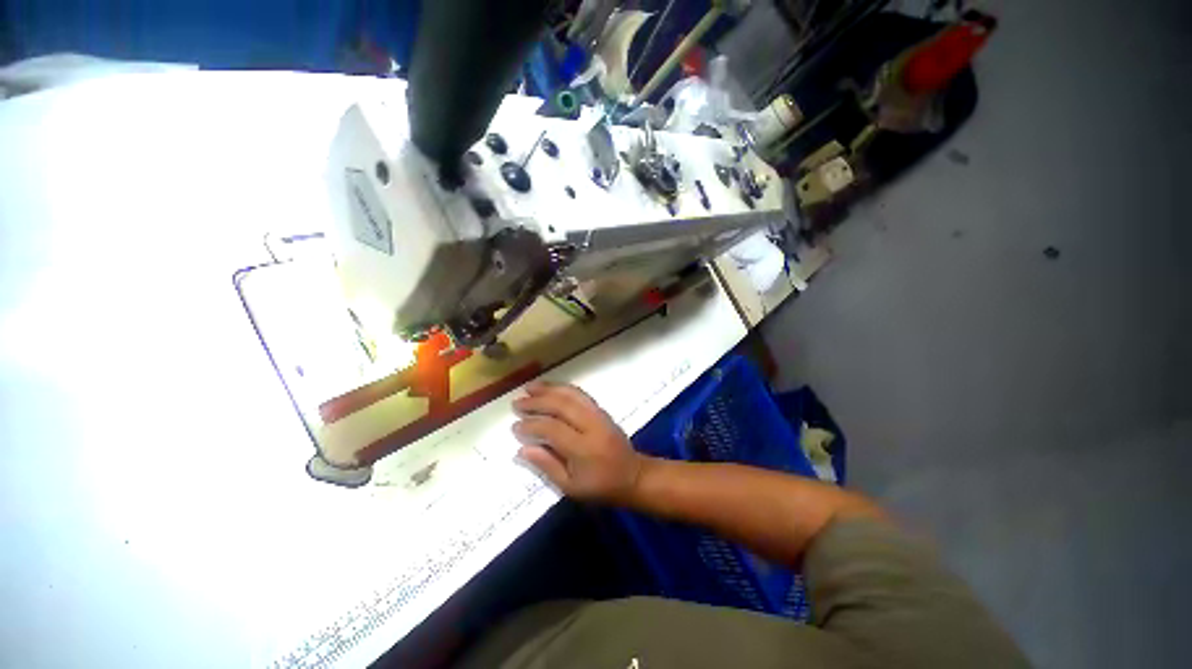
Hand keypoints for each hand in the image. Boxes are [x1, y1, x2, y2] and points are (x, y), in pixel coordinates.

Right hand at [512, 380, 647, 503]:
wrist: (633, 476)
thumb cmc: (600, 487)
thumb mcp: (571, 487)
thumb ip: (547, 466)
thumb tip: (522, 450)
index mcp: (584, 448)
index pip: (552, 429)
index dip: (532, 425)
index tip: (515, 426)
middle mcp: (592, 426)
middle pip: (562, 406)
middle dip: (537, 402)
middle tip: (517, 403)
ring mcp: (599, 414)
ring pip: (572, 394)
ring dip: (550, 389)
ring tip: (530, 387)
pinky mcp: (602, 410)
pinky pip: (581, 394)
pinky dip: (564, 388)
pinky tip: (551, 388)